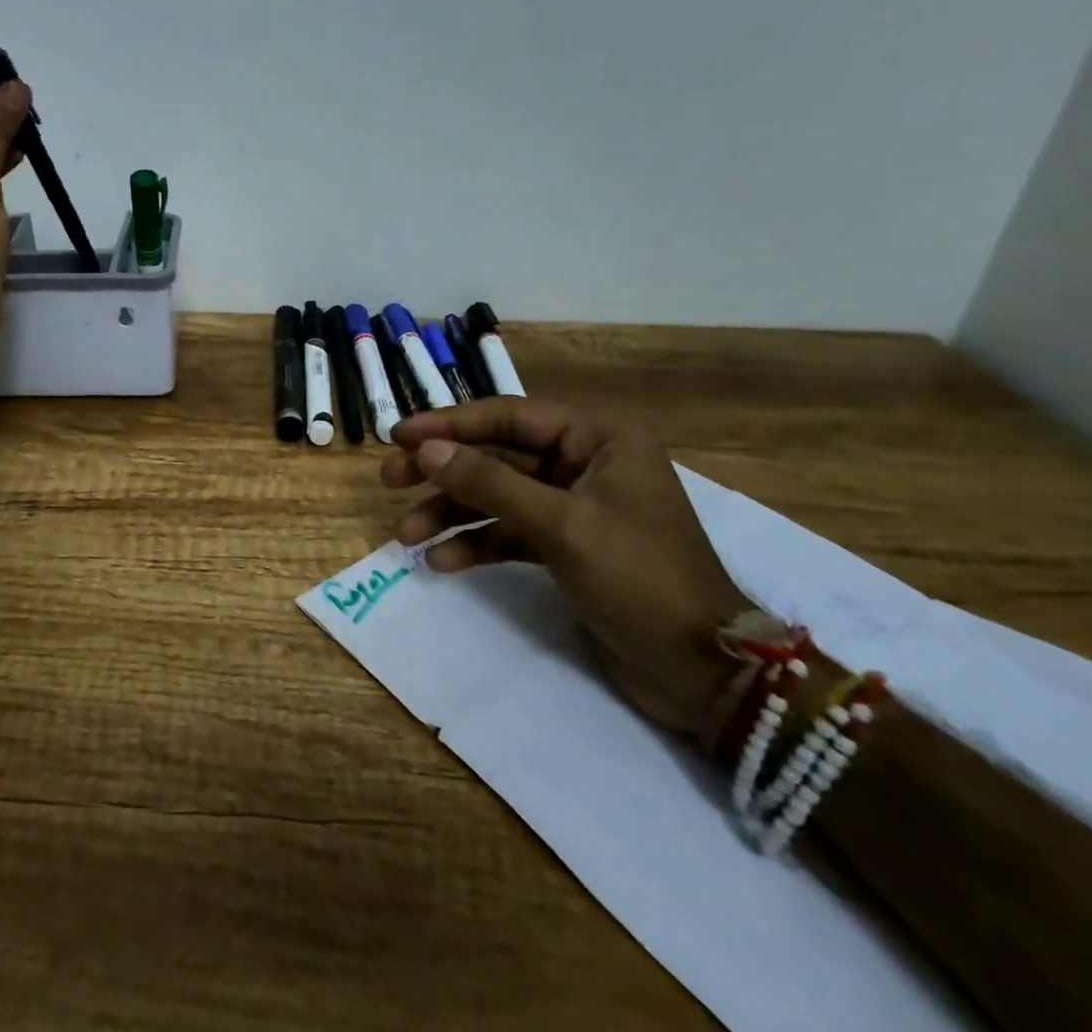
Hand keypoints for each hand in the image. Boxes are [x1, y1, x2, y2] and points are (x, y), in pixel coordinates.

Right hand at [383, 399, 752, 739]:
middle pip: (494, 454)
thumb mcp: (561, 525)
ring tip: (404, 534)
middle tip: (389, 479)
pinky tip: (441, 562)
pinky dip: (475, 544)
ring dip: (450, 513)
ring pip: (494, 494)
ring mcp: (572, 504)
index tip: (397, 436)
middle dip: (442, 470)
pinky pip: (507, 531)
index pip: (506, 417)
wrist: (702, 674)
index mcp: (597, 437)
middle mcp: (583, 461)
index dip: (447, 424)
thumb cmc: (640, 579)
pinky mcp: (564, 544)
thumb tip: (424, 450)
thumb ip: (489, 482)